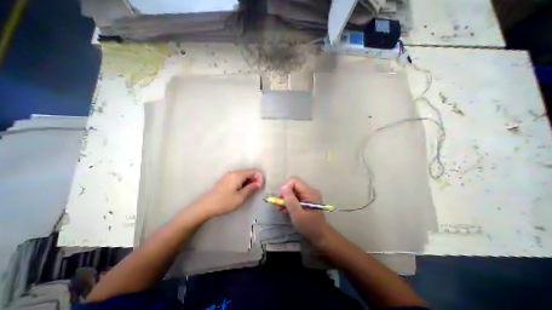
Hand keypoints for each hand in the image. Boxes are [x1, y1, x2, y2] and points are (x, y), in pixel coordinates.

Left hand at [193, 171, 263, 218]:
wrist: (206, 206)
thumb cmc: (225, 202)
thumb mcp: (241, 197)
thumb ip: (251, 188)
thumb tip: (260, 183)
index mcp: (238, 175)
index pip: (253, 171)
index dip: (259, 177)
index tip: (260, 187)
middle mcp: (233, 172)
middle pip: (248, 172)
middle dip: (255, 179)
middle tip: (256, 190)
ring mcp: (228, 175)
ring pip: (243, 175)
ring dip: (249, 181)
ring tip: (249, 192)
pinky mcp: (225, 179)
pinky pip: (238, 177)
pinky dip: (243, 182)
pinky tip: (242, 190)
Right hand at [280, 177, 331, 244]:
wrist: (320, 235)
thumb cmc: (309, 226)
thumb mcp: (297, 214)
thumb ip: (290, 200)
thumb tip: (283, 187)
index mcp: (310, 192)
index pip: (294, 181)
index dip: (286, 188)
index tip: (281, 199)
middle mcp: (310, 190)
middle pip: (293, 185)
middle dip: (285, 194)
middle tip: (279, 205)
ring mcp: (308, 194)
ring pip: (293, 191)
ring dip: (286, 199)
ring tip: (280, 209)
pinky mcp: (306, 199)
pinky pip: (295, 196)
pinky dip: (289, 201)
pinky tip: (285, 209)